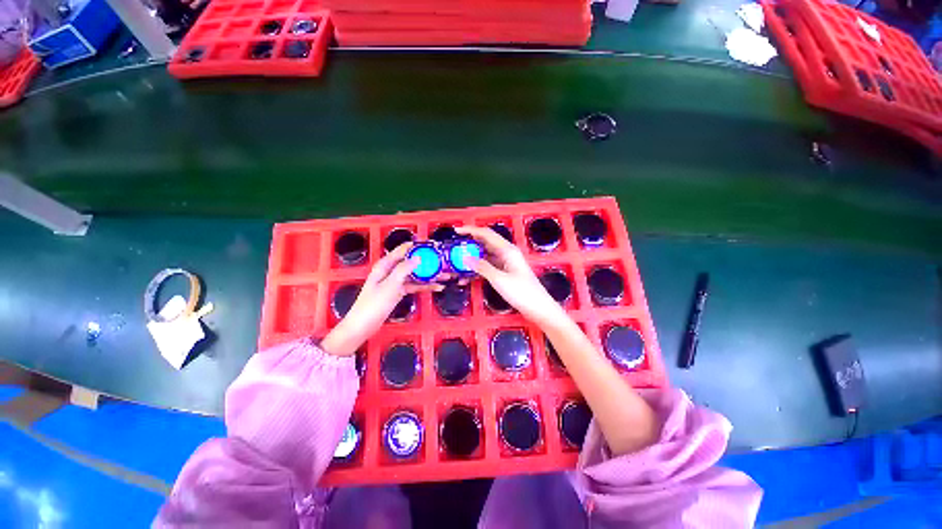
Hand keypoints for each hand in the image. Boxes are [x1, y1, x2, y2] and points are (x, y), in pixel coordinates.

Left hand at [321, 244, 442, 355]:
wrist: (363, 326)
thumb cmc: (373, 304)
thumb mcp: (390, 285)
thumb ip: (404, 269)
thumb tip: (417, 257)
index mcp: (385, 265)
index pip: (402, 250)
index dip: (416, 246)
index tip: (430, 244)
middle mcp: (390, 271)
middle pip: (411, 262)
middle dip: (426, 261)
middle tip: (442, 261)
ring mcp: (395, 282)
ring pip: (415, 275)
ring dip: (428, 275)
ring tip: (444, 275)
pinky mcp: (398, 292)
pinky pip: (414, 286)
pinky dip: (424, 286)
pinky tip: (436, 287)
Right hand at [455, 226, 568, 327]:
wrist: (538, 308)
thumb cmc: (521, 292)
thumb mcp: (499, 279)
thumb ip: (482, 267)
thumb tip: (465, 258)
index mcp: (507, 250)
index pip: (486, 234)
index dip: (471, 230)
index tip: (457, 231)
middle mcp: (507, 253)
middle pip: (485, 243)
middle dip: (470, 243)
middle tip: (454, 247)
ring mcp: (506, 263)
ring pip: (486, 255)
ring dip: (473, 257)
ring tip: (457, 261)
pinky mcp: (505, 272)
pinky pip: (489, 266)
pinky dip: (479, 268)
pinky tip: (468, 275)